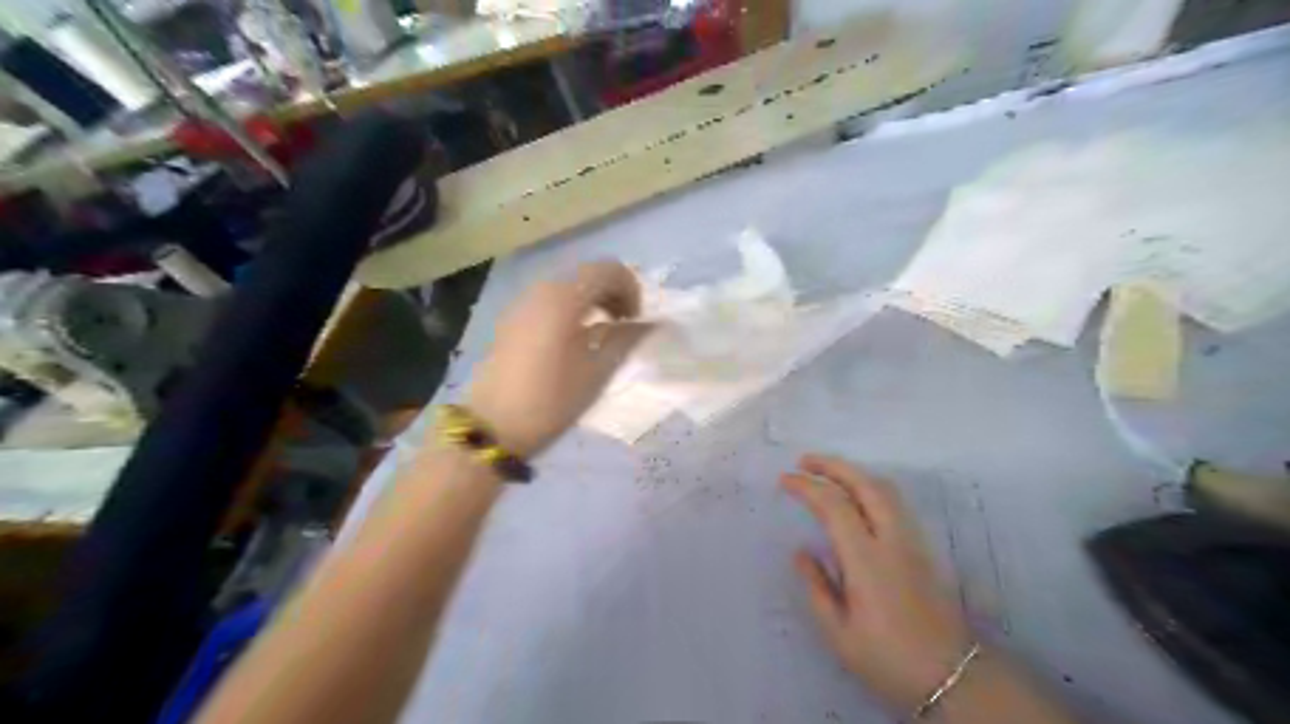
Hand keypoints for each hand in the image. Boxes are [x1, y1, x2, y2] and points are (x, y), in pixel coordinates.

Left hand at [468, 262, 655, 457]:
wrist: (493, 426)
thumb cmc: (552, 399)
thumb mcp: (597, 371)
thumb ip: (626, 339)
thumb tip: (648, 324)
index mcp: (564, 297)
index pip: (609, 270)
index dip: (631, 289)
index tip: (637, 321)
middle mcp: (542, 289)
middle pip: (587, 273)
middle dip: (613, 292)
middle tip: (625, 325)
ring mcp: (523, 302)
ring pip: (568, 285)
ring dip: (592, 299)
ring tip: (602, 333)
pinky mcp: (512, 319)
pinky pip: (550, 300)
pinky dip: (571, 308)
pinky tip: (574, 339)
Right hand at [781, 456, 972, 715]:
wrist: (954, 677)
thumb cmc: (889, 659)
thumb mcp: (840, 634)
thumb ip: (817, 588)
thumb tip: (801, 552)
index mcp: (866, 560)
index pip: (834, 505)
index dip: (807, 486)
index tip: (785, 480)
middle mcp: (892, 540)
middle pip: (865, 484)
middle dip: (833, 465)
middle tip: (805, 460)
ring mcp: (912, 540)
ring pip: (885, 489)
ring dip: (854, 472)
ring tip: (828, 472)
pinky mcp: (923, 547)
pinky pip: (895, 501)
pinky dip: (871, 486)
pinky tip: (858, 495)